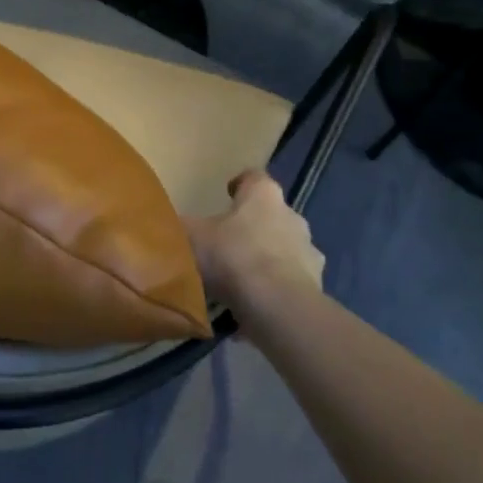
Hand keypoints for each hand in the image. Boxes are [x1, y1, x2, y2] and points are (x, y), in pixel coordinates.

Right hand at [185, 170, 324, 328]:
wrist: (276, 305)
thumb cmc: (232, 256)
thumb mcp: (191, 236)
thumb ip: (181, 225)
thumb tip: (167, 222)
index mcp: (264, 195)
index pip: (254, 178)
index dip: (240, 184)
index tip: (227, 194)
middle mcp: (292, 216)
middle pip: (271, 214)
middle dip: (252, 225)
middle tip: (228, 241)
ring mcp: (309, 251)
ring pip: (284, 248)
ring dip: (267, 257)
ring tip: (242, 278)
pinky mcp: (316, 284)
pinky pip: (291, 281)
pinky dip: (276, 288)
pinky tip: (256, 303)